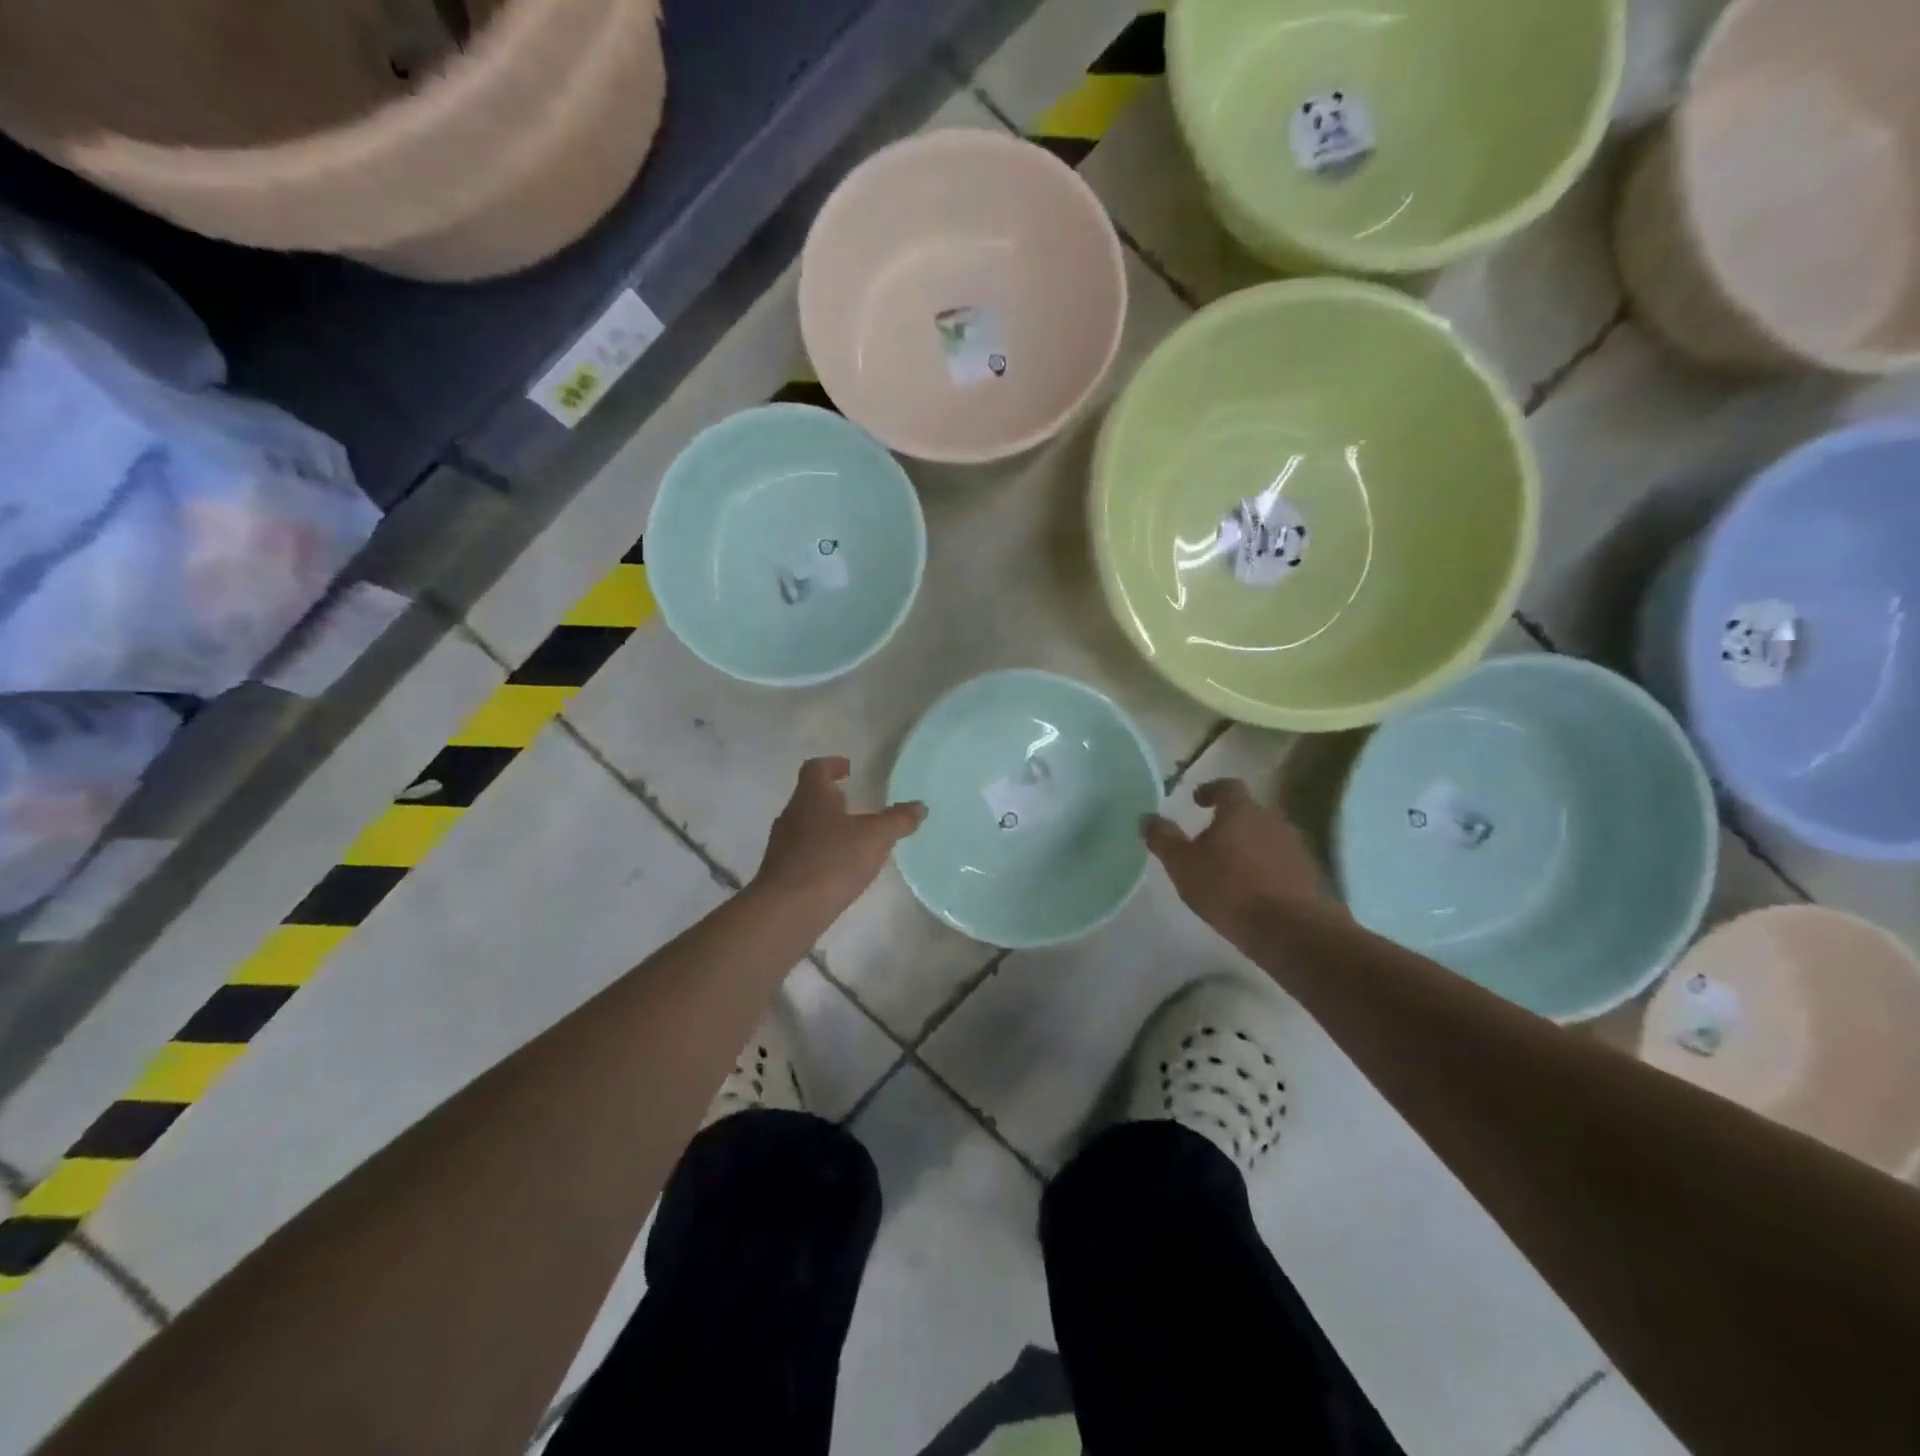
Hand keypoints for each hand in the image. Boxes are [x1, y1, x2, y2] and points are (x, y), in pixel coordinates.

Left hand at [752, 757, 926, 912]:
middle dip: (832, 798)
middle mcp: (792, 814)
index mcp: (811, 796)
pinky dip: (820, 852)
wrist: (787, 910)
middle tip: (856, 804)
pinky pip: (802, 852)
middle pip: (810, 796)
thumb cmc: (832, 861)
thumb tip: (920, 806)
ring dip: (826, 826)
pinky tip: (838, 868)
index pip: (816, 768)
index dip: (832, 764)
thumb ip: (898, 820)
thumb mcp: (876, 838)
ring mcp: (782, 844)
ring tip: (852, 838)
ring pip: (805, 825)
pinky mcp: (780, 871)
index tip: (849, 769)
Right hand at [1141, 779, 1340, 935]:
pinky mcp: (1310, 875)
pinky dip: (1266, 869)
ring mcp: (1296, 847)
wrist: (1293, 931)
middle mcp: (1273, 820)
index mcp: (1241, 811)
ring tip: (1230, 869)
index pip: (1227, 787)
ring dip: (1248, 846)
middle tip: (1209, 840)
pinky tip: (1254, 891)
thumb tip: (1146, 817)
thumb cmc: (1230, 890)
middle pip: (1248, 812)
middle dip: (1229, 822)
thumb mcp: (1183, 866)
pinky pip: (1281, 862)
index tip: (1198, 800)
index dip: (1211, 790)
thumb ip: (1163, 839)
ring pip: (1266, 837)